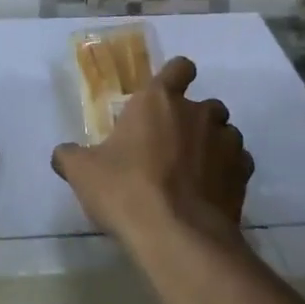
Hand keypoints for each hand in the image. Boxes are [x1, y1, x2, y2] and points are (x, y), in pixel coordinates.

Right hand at [51, 56, 251, 247]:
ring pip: (226, 133)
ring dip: (215, 145)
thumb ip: (70, 157)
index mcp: (159, 100)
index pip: (179, 68)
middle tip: (175, 145)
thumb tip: (61, 153)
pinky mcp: (243, 174)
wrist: (177, 235)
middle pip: (207, 104)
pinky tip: (213, 193)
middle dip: (196, 119)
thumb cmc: (126, 190)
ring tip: (197, 172)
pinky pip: (240, 163)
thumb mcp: (83, 173)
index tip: (169, 92)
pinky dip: (230, 173)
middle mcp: (198, 112)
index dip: (177, 76)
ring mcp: (225, 142)